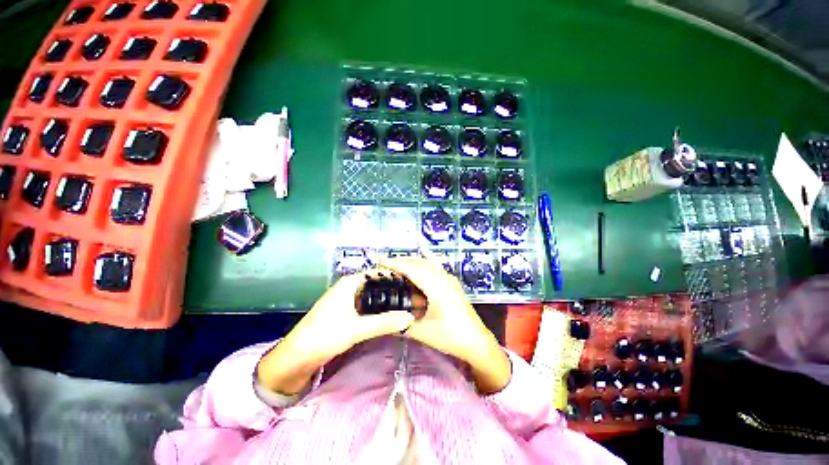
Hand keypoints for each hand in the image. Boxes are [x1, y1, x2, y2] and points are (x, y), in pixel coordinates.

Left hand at [257, 271, 414, 394]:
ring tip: (405, 304)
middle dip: (392, 289)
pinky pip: (366, 306)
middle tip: (413, 295)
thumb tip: (410, 317)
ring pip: (371, 296)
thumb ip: (385, 322)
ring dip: (386, 300)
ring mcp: (346, 300)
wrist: (296, 357)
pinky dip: (377, 309)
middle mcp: (349, 287)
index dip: (394, 277)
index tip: (412, 283)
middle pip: (376, 284)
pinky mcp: (345, 312)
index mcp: (350, 283)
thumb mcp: (357, 328)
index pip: (378, 273)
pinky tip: (389, 315)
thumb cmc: (325, 335)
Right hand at [378, 256, 510, 393]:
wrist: (477, 342)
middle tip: (386, 263)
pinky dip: (422, 267)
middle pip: (420, 263)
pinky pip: (435, 269)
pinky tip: (416, 274)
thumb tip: (383, 320)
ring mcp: (450, 280)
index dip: (395, 264)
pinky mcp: (452, 284)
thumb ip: (402, 324)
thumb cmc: (450, 337)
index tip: (380, 260)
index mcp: (436, 287)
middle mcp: (444, 278)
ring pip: (428, 264)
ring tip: (398, 266)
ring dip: (413, 263)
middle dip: (402, 261)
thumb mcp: (423, 332)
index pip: (412, 269)